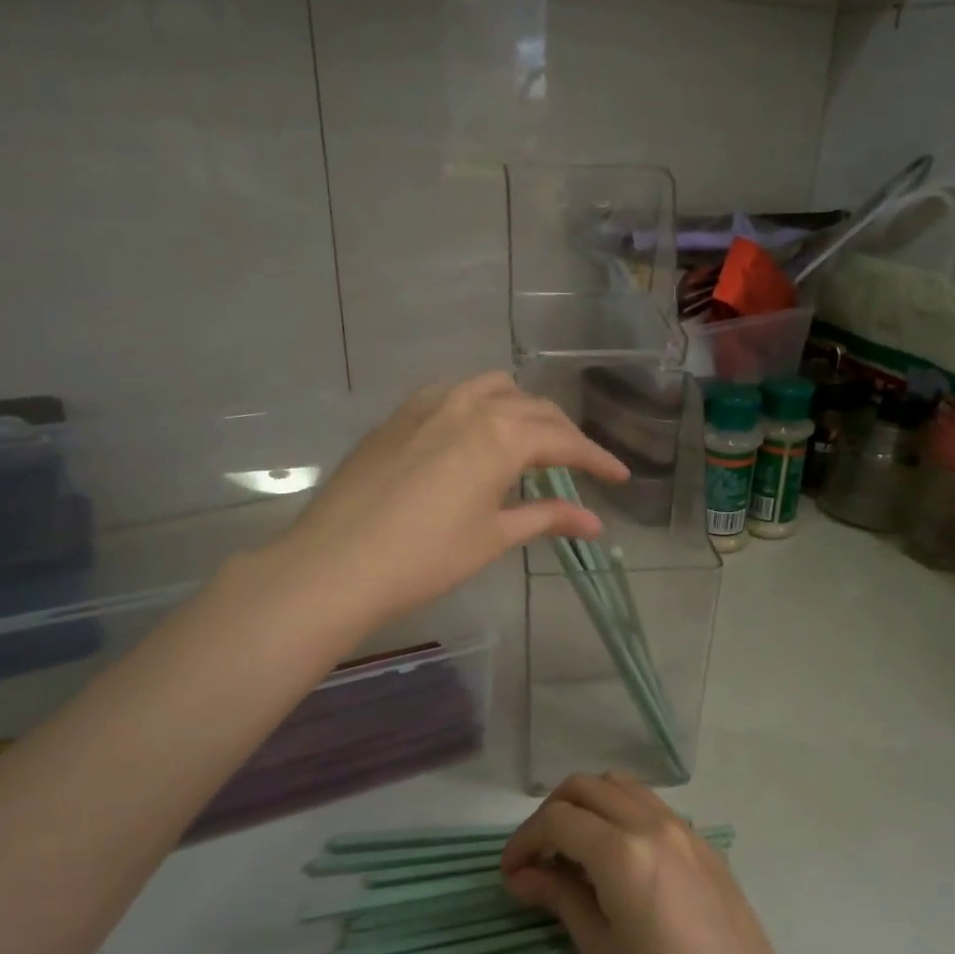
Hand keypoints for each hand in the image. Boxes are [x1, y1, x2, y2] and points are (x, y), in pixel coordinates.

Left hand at [270, 373, 628, 633]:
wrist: (335, 564)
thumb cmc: (424, 558)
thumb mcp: (493, 537)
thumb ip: (547, 519)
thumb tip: (595, 524)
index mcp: (500, 435)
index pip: (564, 440)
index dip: (596, 459)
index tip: (619, 477)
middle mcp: (469, 405)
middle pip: (533, 409)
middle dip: (563, 435)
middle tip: (579, 466)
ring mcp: (428, 404)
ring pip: (492, 389)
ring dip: (521, 410)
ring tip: (529, 442)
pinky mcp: (398, 416)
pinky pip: (452, 394)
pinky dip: (479, 406)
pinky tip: (473, 435)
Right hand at [501, 773, 825, 953]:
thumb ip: (561, 898)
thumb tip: (522, 874)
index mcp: (624, 853)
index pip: (558, 820)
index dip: (524, 840)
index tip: (509, 873)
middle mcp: (654, 825)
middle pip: (587, 787)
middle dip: (552, 813)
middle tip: (536, 858)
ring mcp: (685, 830)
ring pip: (622, 786)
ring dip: (589, 805)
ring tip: (574, 851)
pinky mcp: (706, 845)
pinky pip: (652, 806)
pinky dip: (622, 813)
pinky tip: (618, 858)